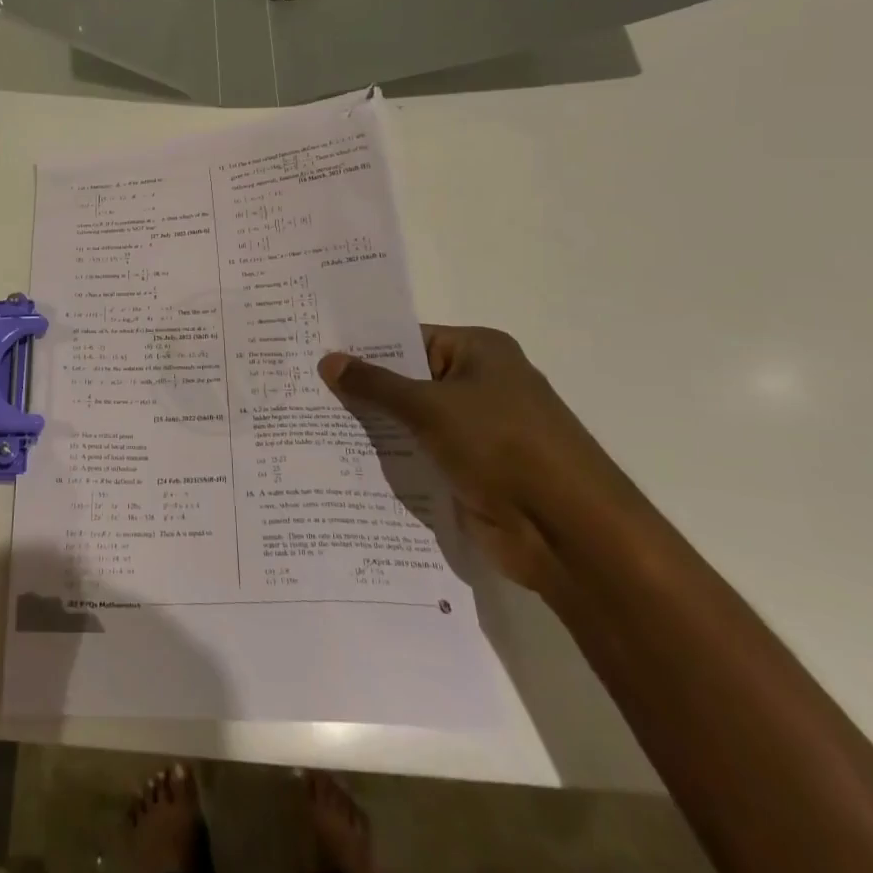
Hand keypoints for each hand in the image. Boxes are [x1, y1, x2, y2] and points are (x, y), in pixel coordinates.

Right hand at [319, 326, 643, 593]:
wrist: (568, 533)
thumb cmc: (502, 446)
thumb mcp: (429, 407)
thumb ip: (375, 384)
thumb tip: (327, 360)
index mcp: (479, 352)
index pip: (409, 339)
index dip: (364, 346)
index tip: (315, 351)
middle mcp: (480, 385)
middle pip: (409, 380)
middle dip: (363, 388)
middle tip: (303, 386)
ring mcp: (477, 431)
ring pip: (412, 421)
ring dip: (374, 426)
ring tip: (310, 421)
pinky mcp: (471, 471)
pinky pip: (421, 455)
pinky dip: (391, 458)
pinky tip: (343, 460)